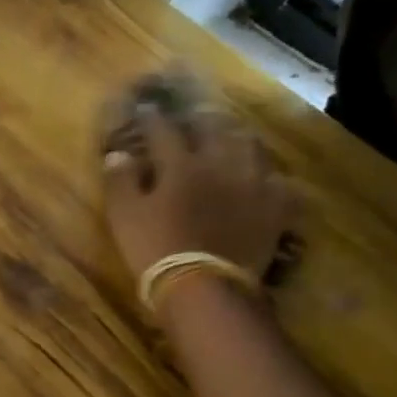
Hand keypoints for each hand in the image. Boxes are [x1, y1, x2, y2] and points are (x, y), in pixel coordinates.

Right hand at [100, 69, 297, 287]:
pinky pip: (278, 182)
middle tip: (194, 115)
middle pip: (215, 129)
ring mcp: (253, 184)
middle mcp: (221, 164)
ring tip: (231, 138)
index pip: (164, 131)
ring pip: (250, 147)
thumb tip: (118, 154)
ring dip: (237, 138)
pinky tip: (264, 179)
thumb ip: (120, 182)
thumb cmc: (155, 248)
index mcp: (181, 164)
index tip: (144, 109)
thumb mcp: (124, 216)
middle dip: (201, 118)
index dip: (152, 119)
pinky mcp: (275, 208)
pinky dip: (268, 176)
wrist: (204, 286)